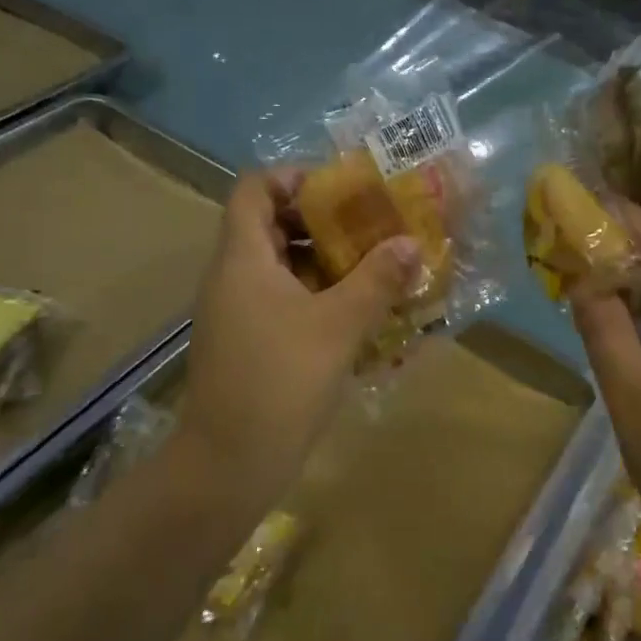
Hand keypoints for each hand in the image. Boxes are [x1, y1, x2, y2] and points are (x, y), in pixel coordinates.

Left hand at [178, 172, 419, 489]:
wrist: (230, 463)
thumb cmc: (281, 381)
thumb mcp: (338, 326)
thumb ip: (376, 280)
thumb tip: (410, 244)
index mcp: (243, 258)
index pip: (255, 188)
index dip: (295, 177)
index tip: (343, 189)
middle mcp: (233, 276)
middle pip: (273, 224)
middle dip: (324, 221)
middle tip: (373, 225)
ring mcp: (239, 311)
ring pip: (282, 266)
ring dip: (327, 261)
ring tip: (377, 264)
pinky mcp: (251, 341)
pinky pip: (284, 300)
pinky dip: (319, 296)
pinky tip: (359, 311)